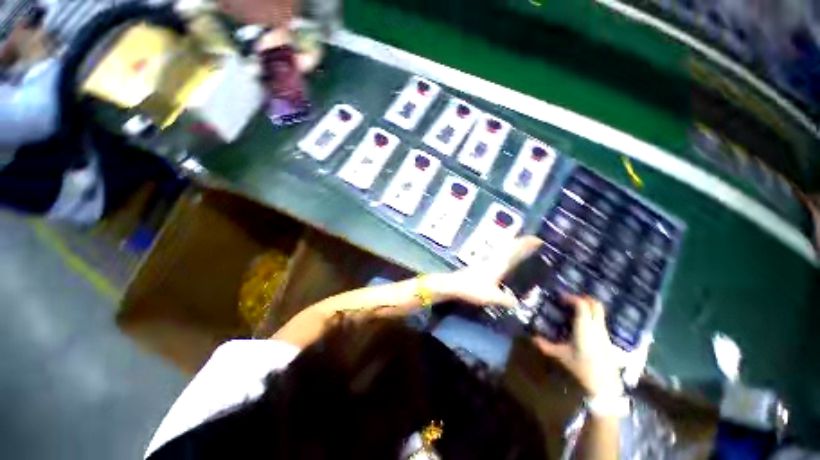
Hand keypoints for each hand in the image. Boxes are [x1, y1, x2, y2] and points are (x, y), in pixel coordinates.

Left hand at [433, 236, 542, 306]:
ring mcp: (487, 262)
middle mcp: (494, 259)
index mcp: (499, 264)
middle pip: (510, 246)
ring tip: (524, 250)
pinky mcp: (481, 266)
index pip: (515, 249)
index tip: (539, 239)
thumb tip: (519, 303)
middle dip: (522, 243)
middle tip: (535, 242)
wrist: (453, 285)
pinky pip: (499, 256)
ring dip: (514, 247)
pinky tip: (507, 262)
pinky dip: (507, 255)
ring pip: (504, 250)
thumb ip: (507, 300)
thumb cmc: (473, 288)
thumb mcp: (493, 297)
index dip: (526, 243)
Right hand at [533, 296, 623, 396]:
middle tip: (569, 300)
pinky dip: (591, 315)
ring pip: (599, 311)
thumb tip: (532, 337)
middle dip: (583, 298)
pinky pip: (600, 319)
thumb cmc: (581, 369)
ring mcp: (604, 332)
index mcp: (585, 329)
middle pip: (595, 304)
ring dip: (587, 306)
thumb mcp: (561, 356)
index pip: (582, 305)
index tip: (560, 298)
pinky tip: (581, 323)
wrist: (605, 386)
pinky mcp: (607, 338)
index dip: (571, 298)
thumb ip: (546, 345)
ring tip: (573, 309)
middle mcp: (597, 327)